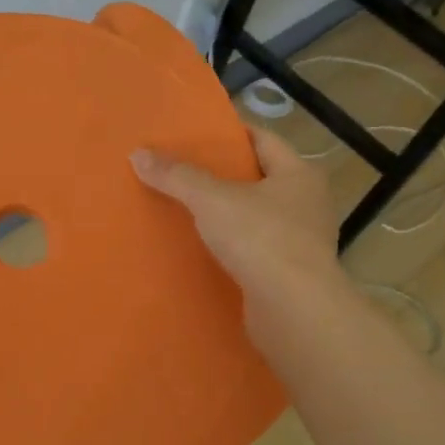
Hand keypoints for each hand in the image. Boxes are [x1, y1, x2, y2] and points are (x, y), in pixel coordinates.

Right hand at [131, 128, 356, 357]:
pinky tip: (202, 247)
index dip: (230, 133)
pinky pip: (254, 248)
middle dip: (223, 174)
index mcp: (299, 175)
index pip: (263, 139)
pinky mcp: (289, 274)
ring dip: (225, 213)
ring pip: (255, 216)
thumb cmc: (261, 239)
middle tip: (182, 169)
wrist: (294, 311)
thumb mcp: (211, 199)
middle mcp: (307, 204)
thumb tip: (138, 154)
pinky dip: (230, 245)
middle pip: (258, 178)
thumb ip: (176, 176)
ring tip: (185, 208)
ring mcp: (301, 241)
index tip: (197, 133)